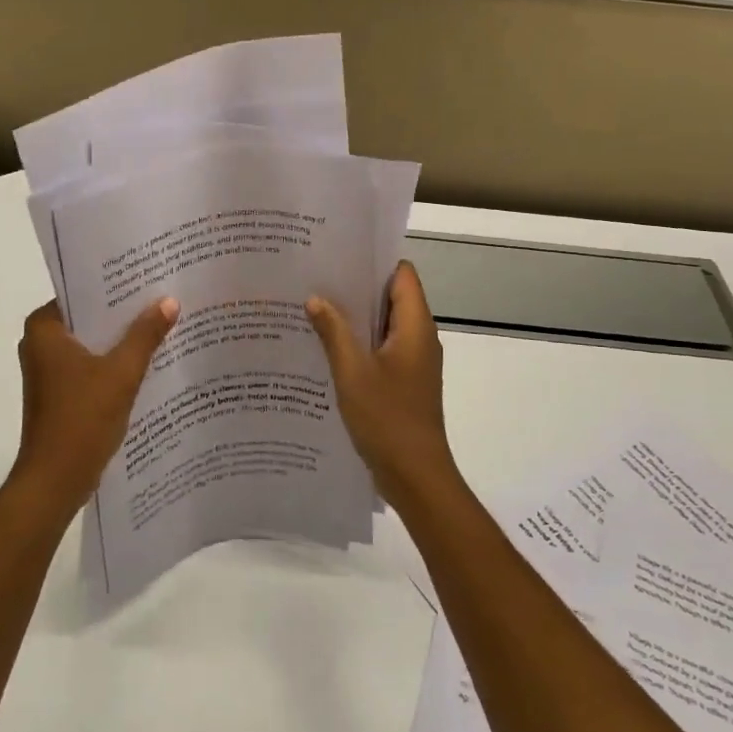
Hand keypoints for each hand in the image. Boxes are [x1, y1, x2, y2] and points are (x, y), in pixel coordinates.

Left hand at [10, 297, 178, 510]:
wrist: (56, 480)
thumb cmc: (82, 419)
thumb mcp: (122, 372)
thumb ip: (145, 335)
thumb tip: (169, 301)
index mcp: (44, 329)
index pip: (82, 292)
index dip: (116, 286)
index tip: (149, 277)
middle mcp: (40, 344)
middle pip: (89, 318)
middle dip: (124, 313)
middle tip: (163, 298)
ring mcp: (48, 371)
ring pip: (92, 344)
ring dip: (121, 340)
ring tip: (162, 325)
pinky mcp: (59, 394)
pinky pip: (91, 367)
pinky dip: (114, 364)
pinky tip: (148, 362)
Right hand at [307, 261, 460, 506]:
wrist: (415, 476)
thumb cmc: (387, 418)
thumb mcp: (352, 371)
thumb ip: (334, 331)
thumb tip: (316, 298)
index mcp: (415, 327)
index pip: (402, 274)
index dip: (374, 261)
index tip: (339, 256)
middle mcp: (419, 338)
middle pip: (392, 298)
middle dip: (356, 288)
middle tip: (316, 279)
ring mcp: (413, 362)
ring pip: (383, 326)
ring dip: (354, 318)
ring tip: (313, 308)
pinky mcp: (404, 382)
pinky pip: (380, 350)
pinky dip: (358, 344)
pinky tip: (325, 348)